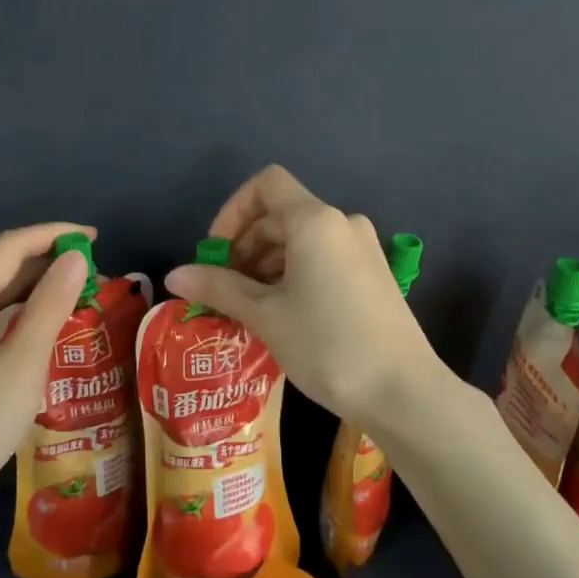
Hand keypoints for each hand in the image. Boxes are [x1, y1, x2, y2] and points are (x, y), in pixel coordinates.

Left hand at [0, 223, 93, 525]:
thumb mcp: (23, 363)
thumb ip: (50, 306)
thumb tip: (76, 258)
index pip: (12, 246)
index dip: (53, 234)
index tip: (95, 238)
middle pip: (5, 265)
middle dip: (50, 259)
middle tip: (97, 272)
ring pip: (3, 292)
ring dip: (42, 285)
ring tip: (84, 294)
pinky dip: (29, 311)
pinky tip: (54, 326)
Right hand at [163, 166, 443, 432]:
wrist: (404, 393)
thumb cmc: (327, 345)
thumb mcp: (265, 315)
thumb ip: (218, 288)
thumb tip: (174, 276)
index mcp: (316, 221)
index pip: (265, 185)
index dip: (232, 212)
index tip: (216, 254)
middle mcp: (343, 224)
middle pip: (281, 214)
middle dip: (245, 246)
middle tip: (225, 290)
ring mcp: (363, 249)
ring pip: (301, 240)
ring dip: (267, 264)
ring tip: (249, 309)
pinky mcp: (374, 276)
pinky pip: (323, 259)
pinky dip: (294, 275)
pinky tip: (283, 315)